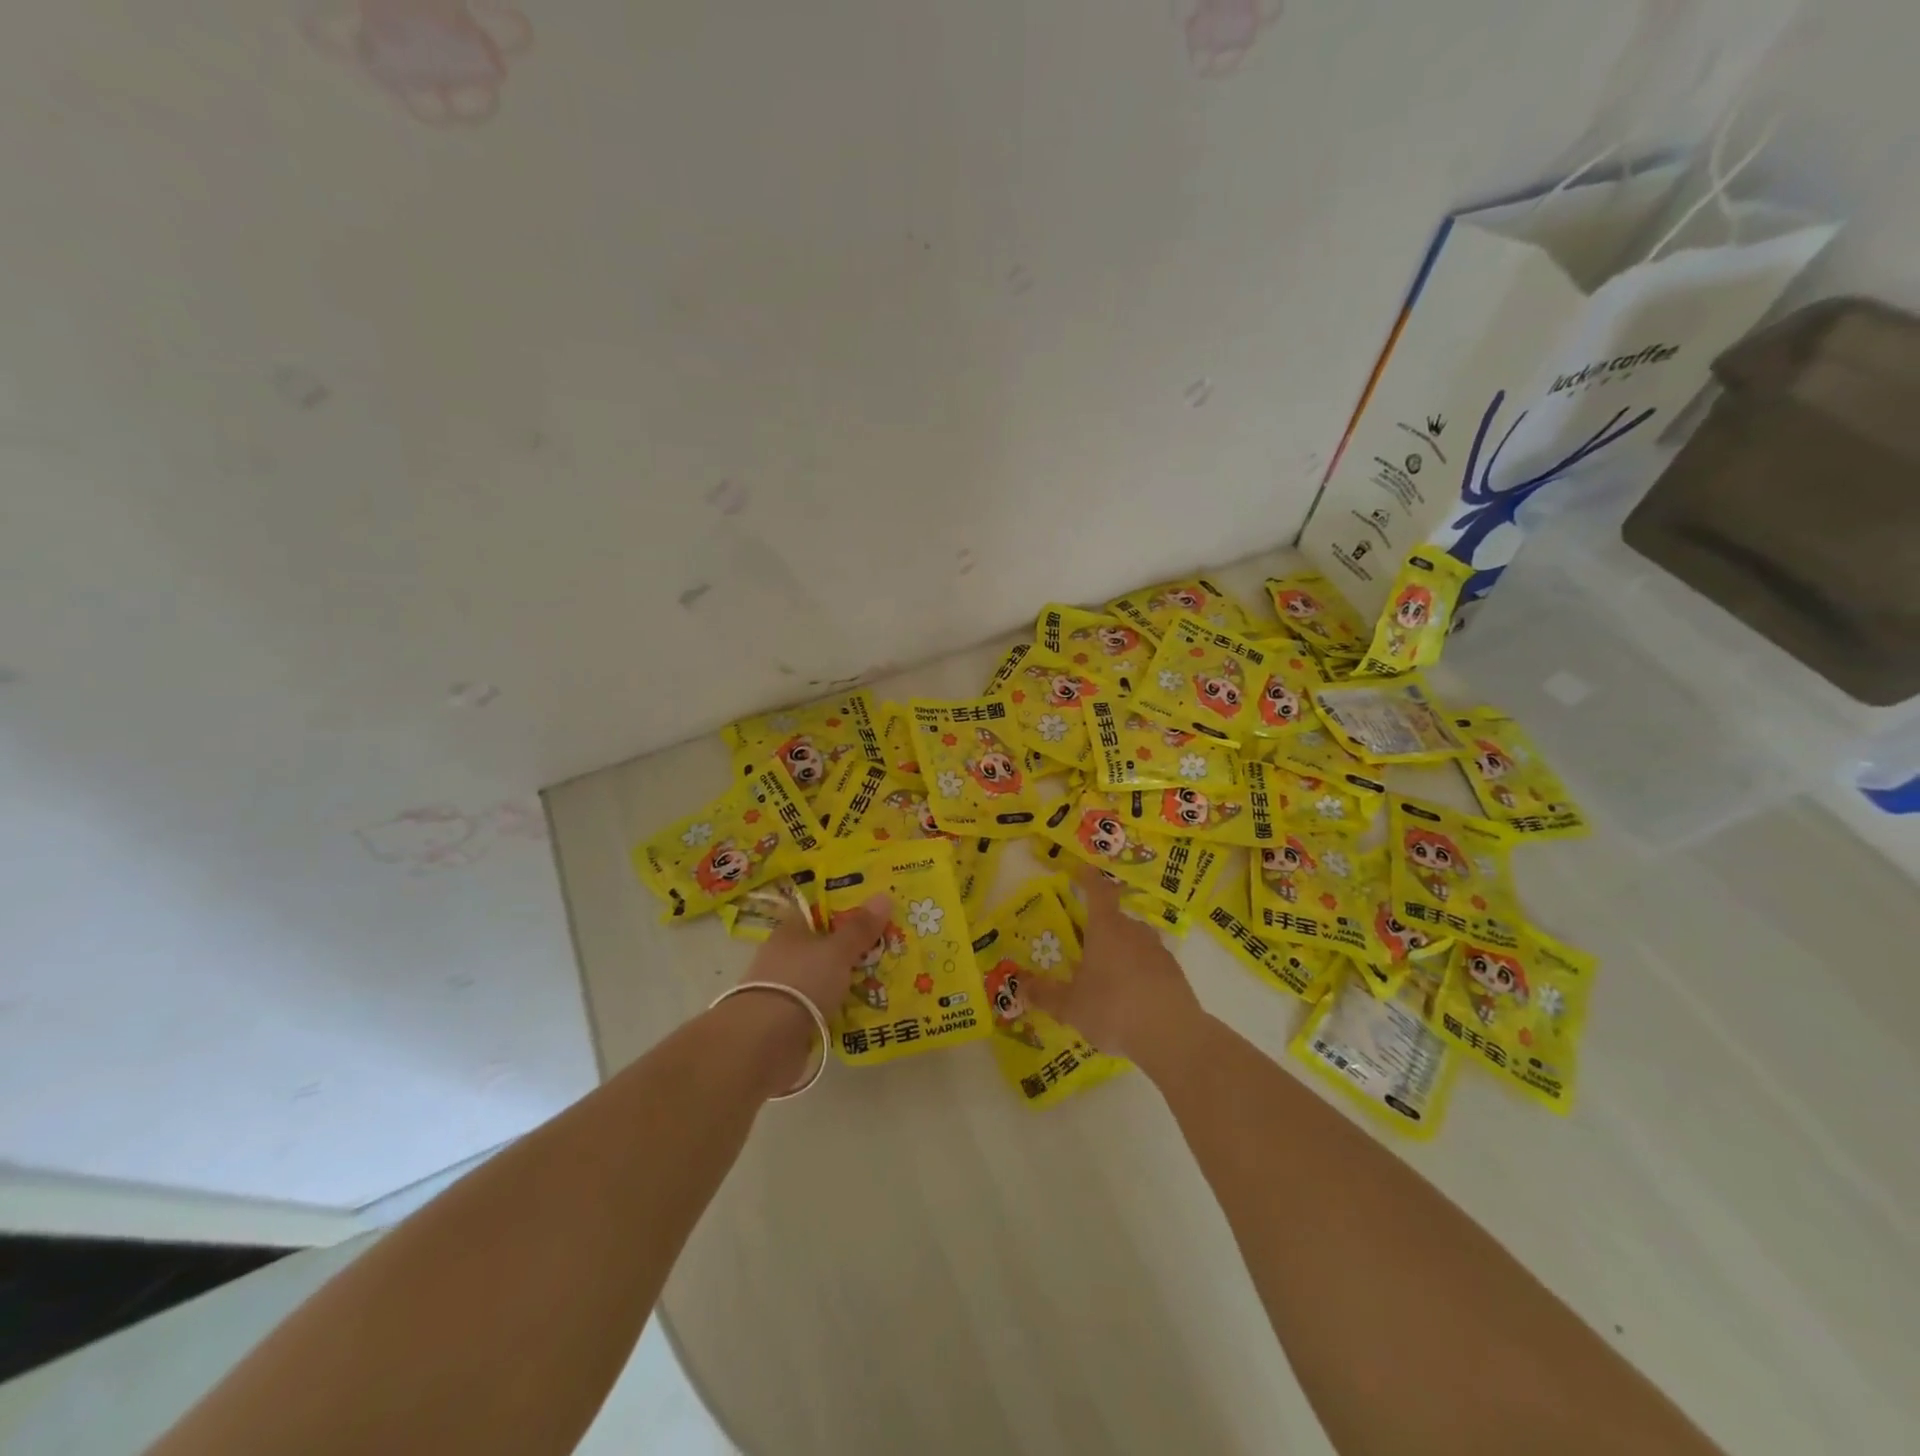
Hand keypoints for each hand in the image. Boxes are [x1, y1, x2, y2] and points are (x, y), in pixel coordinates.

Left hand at [723, 890, 891, 1094]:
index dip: (844, 910)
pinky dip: (839, 1008)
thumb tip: (884, 895)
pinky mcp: (788, 1021)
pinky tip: (865, 1011)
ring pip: (824, 977)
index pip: (818, 912)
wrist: (764, 1043)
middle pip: (824, 946)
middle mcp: (784, 956)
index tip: (874, 913)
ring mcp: (785, 990)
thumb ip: (860, 928)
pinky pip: (822, 1007)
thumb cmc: (801, 982)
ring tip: (886, 981)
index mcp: (790, 931)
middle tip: (890, 947)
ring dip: (847, 981)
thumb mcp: (837, 951)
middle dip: (852, 948)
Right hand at [1018, 867, 1205, 1075]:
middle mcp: (1133, 931)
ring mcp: (1157, 950)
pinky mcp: (1175, 972)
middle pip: (1115, 919)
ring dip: (1121, 951)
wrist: (1173, 1036)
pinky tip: (1132, 997)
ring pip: (1134, 941)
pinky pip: (1150, 963)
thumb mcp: (1070, 1006)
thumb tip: (1022, 985)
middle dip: (1100, 929)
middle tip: (1086, 948)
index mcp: (1106, 929)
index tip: (1084, 869)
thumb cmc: (1113, 1009)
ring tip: (1108, 977)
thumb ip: (1045, 995)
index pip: (1097, 892)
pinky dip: (1139, 972)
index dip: (1089, 879)